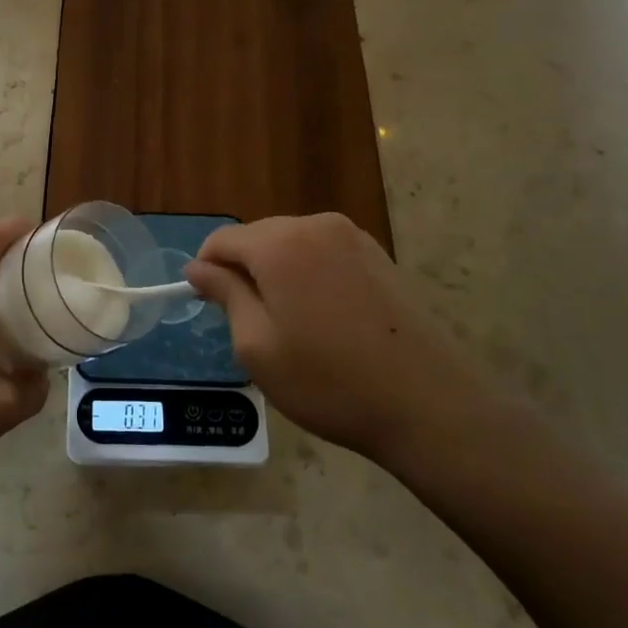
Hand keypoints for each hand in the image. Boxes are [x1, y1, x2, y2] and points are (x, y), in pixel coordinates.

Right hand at [185, 213, 510, 469]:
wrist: (429, 403)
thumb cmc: (330, 381)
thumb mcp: (258, 346)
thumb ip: (225, 295)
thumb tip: (197, 267)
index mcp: (279, 243)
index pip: (222, 239)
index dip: (207, 270)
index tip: (210, 307)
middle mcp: (314, 224)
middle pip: (257, 237)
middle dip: (245, 271)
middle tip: (253, 325)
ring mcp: (351, 236)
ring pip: (290, 243)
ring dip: (278, 273)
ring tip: (293, 326)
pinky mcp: (377, 254)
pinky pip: (323, 252)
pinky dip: (310, 275)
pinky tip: (326, 318)